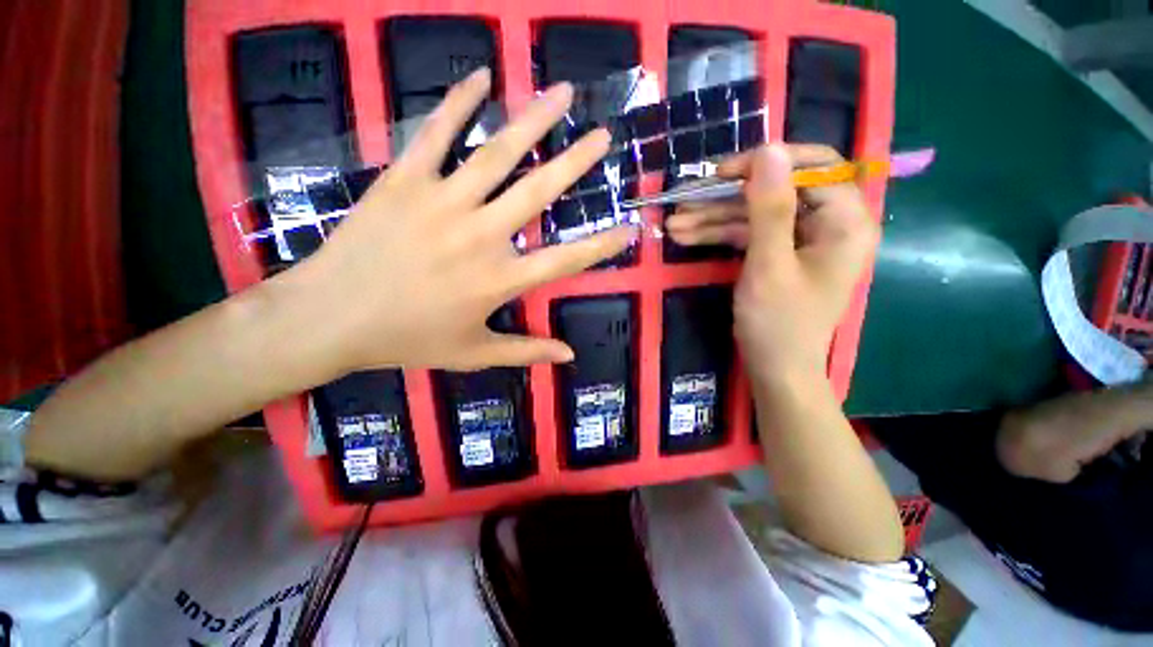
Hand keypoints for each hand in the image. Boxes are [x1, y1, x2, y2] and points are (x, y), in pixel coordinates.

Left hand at [281, 68, 633, 373]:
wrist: (330, 318)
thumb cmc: (407, 340)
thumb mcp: (474, 354)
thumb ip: (526, 352)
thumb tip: (569, 355)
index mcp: (500, 280)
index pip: (567, 260)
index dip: (602, 245)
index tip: (630, 228)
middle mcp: (481, 236)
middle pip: (539, 192)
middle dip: (577, 161)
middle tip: (603, 136)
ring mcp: (442, 202)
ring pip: (497, 153)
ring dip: (534, 120)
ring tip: (562, 92)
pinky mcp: (404, 181)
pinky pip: (437, 133)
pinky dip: (459, 102)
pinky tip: (481, 76)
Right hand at [668, 144, 877, 381]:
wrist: (775, 369)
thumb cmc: (778, 323)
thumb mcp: (769, 265)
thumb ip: (770, 208)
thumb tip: (768, 151)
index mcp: (845, 222)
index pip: (814, 168)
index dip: (767, 164)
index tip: (723, 174)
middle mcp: (827, 223)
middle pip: (776, 191)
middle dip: (726, 198)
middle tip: (686, 200)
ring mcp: (800, 239)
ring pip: (754, 214)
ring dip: (712, 218)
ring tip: (673, 224)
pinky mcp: (778, 253)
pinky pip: (748, 234)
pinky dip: (718, 235)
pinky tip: (685, 236)